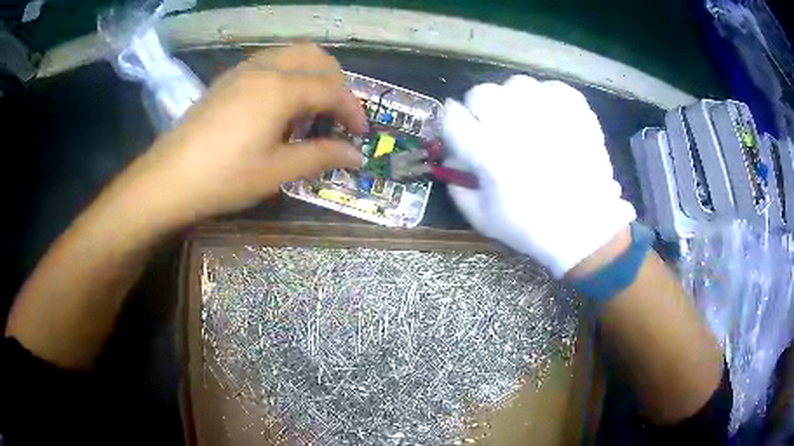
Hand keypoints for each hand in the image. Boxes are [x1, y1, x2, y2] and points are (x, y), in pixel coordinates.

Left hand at [125, 44, 365, 226]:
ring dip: (312, 75)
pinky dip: (288, 75)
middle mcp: (266, 68)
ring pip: (293, 54)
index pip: (333, 88)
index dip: (353, 111)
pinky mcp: (229, 78)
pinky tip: (280, 105)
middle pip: (317, 58)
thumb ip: (321, 156)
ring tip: (311, 109)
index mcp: (281, 89)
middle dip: (337, 83)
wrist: (168, 179)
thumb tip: (357, 157)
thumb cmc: (224, 178)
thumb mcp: (277, 171)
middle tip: (337, 117)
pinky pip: (271, 62)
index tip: (360, 136)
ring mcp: (244, 70)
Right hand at [442, 75, 635, 277]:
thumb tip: (451, 159)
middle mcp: (515, 124)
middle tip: (494, 129)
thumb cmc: (532, 227)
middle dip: (480, 110)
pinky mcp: (575, 109)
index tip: (461, 132)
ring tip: (525, 122)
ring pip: (516, 84)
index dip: (452, 124)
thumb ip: (458, 186)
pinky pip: (551, 87)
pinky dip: (546, 99)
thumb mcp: (483, 218)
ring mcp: (549, 112)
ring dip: (513, 100)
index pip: (452, 117)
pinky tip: (550, 118)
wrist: (586, 227)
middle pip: (481, 93)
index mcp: (488, 152)